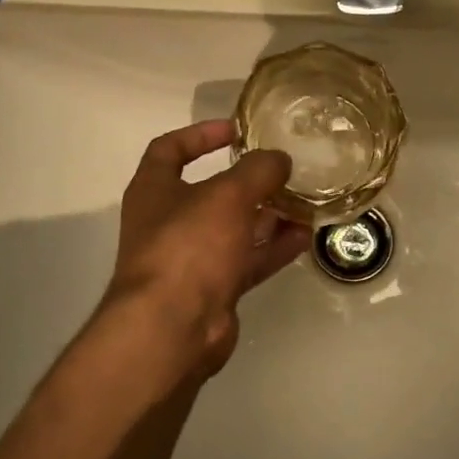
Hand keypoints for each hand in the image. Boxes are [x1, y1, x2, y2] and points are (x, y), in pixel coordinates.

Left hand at [103, 119, 311, 374]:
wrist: (172, 328)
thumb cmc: (189, 245)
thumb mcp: (228, 195)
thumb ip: (258, 170)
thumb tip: (279, 159)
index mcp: (154, 189)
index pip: (170, 149)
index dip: (201, 134)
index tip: (237, 130)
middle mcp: (168, 221)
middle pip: (210, 192)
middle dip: (248, 181)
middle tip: (283, 170)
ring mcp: (190, 258)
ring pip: (234, 228)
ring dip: (267, 215)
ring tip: (304, 201)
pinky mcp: (212, 289)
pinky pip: (247, 260)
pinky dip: (273, 248)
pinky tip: (304, 236)